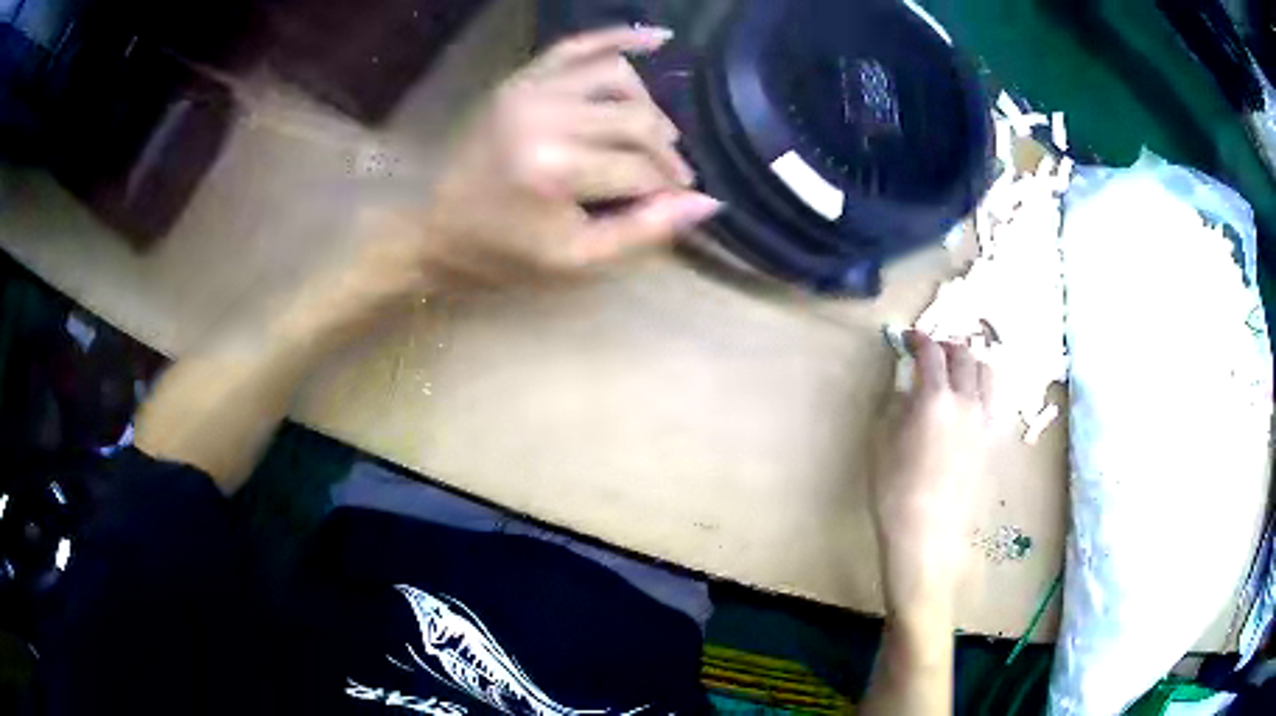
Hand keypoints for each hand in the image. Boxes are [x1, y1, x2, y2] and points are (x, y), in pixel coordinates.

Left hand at [362, 26, 721, 294]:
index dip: (669, 188)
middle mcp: (546, 116)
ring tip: (652, 135)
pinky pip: (577, 45)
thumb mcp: (576, 261)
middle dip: (665, 152)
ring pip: (619, 77)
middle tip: (669, 176)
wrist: (435, 230)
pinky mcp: (520, 79)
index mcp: (555, 169)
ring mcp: (530, 89)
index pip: (641, 169)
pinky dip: (618, 38)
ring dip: (648, 106)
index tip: (677, 202)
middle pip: (638, 120)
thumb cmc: (503, 254)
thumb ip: (644, 231)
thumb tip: (708, 203)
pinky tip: (656, 38)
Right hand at [872, 331, 994, 619]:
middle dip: (947, 345)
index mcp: (935, 397)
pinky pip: (993, 401)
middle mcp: (967, 401)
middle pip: (965, 355)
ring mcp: (984, 421)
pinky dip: (981, 389)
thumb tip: (905, 387)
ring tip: (955, 372)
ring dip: (970, 363)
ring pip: (987, 374)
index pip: (931, 352)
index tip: (907, 338)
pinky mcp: (992, 441)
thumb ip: (894, 404)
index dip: (918, 339)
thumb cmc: (895, 489)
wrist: (928, 533)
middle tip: (931, 352)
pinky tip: (968, 404)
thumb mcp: (880, 441)